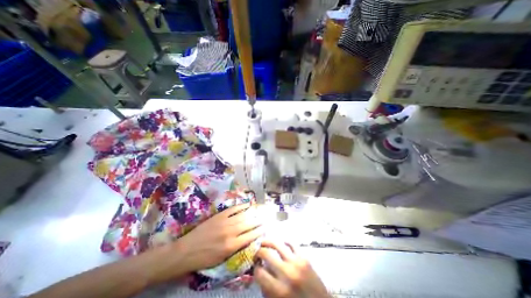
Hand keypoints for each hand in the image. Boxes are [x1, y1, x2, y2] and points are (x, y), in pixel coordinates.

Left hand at [175, 204, 263, 273]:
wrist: (186, 251)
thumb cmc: (204, 258)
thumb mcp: (222, 259)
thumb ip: (236, 249)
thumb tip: (247, 240)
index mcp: (232, 245)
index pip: (250, 236)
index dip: (259, 231)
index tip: (265, 228)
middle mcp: (231, 232)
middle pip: (249, 224)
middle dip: (258, 221)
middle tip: (265, 218)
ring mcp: (225, 222)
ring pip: (243, 215)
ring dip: (252, 213)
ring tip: (259, 211)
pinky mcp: (220, 215)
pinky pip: (233, 209)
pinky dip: (241, 206)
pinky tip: (247, 204)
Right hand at [253, 239, 330, 297]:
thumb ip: (267, 289)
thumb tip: (259, 273)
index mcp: (279, 290)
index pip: (259, 272)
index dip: (255, 268)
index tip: (255, 266)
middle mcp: (287, 273)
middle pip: (266, 254)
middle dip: (258, 252)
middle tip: (257, 253)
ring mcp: (296, 263)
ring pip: (278, 244)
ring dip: (268, 242)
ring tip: (264, 242)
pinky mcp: (304, 258)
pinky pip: (292, 244)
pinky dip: (285, 242)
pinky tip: (281, 243)